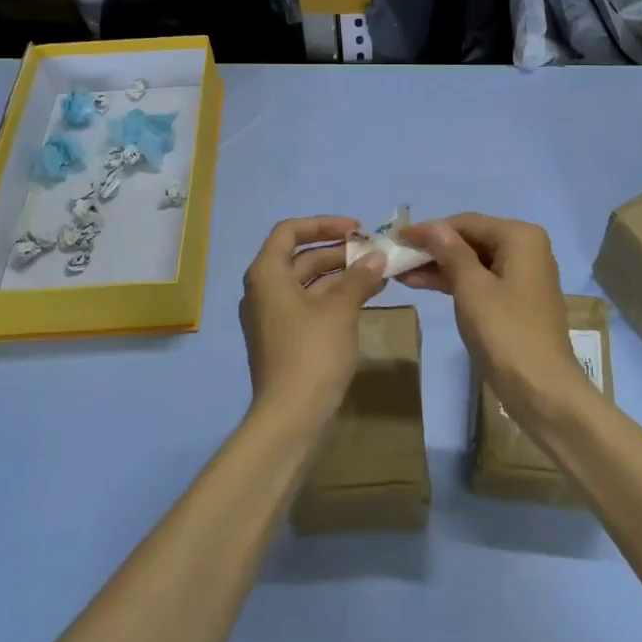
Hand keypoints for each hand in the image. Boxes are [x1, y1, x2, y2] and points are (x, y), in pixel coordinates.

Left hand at [238, 216, 385, 427]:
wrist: (290, 418)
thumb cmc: (311, 353)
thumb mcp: (340, 311)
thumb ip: (359, 278)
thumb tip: (378, 257)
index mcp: (267, 274)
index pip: (289, 231)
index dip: (323, 224)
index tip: (356, 229)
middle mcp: (263, 290)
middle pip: (300, 256)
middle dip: (338, 251)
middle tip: (374, 252)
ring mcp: (272, 316)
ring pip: (308, 282)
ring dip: (341, 275)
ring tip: (378, 273)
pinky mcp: (284, 338)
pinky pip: (309, 305)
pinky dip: (335, 298)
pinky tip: (365, 298)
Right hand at [401, 214, 586, 423]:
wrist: (541, 388)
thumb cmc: (505, 331)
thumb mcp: (471, 287)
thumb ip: (450, 251)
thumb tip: (432, 226)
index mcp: (520, 237)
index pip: (466, 223)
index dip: (429, 230)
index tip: (397, 238)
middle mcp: (526, 249)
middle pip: (471, 240)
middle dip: (434, 250)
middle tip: (398, 257)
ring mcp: (523, 276)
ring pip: (474, 262)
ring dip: (439, 267)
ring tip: (402, 273)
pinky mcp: (517, 300)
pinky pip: (481, 281)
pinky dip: (455, 282)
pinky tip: (424, 284)